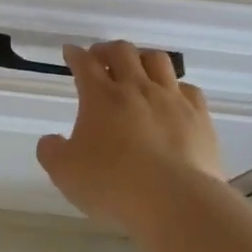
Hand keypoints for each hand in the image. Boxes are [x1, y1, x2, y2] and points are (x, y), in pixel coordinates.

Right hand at [36, 41, 226, 229]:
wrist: (174, 201)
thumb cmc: (112, 184)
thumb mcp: (64, 172)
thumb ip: (51, 151)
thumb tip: (51, 140)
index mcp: (100, 97)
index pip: (84, 64)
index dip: (75, 55)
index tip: (70, 52)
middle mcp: (136, 88)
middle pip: (122, 52)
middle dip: (107, 49)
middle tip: (100, 57)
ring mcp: (171, 99)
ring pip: (158, 60)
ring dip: (142, 58)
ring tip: (137, 68)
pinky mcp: (199, 116)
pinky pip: (188, 88)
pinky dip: (176, 86)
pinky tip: (172, 97)